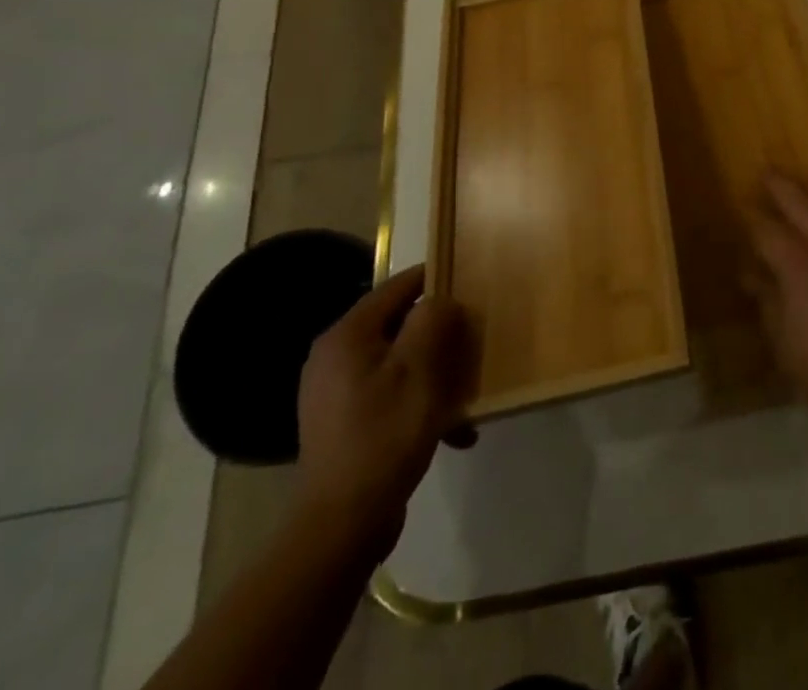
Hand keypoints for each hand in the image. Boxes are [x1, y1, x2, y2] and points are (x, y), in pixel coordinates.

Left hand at [294, 265, 474, 560]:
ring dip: (435, 373)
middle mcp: (335, 357)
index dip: (435, 280)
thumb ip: (432, 321)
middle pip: (399, 325)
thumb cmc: (384, 436)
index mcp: (347, 336)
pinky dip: (419, 403)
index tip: (470, 285)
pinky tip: (451, 430)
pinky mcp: (345, 423)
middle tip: (472, 345)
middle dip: (439, 335)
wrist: (341, 526)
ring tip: (465, 394)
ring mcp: (336, 392)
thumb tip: (440, 299)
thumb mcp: (419, 370)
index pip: (398, 286)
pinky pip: (390, 394)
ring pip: (399, 362)